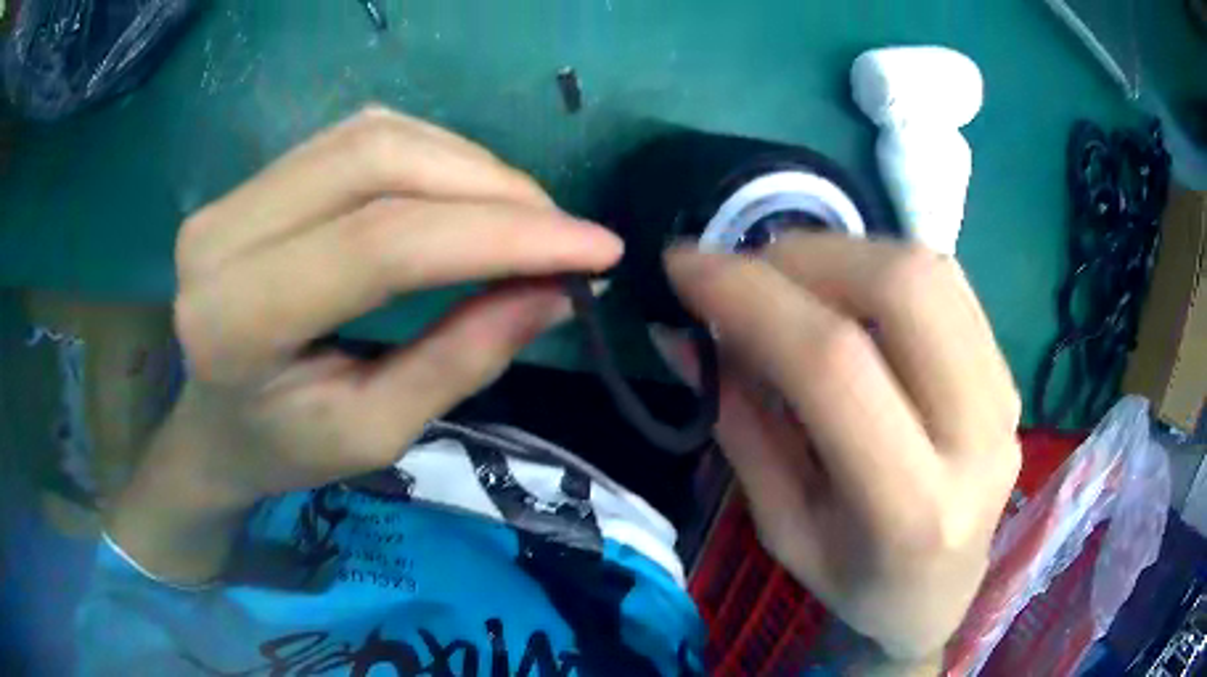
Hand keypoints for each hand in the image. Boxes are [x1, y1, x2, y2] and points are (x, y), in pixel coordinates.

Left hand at [107, 107, 621, 580]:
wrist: (215, 424)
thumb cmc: (285, 448)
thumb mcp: (376, 433)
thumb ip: (461, 357)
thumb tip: (557, 292)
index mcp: (237, 320)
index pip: (383, 243)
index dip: (502, 234)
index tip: (596, 249)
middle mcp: (223, 236)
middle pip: (379, 162)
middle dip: (493, 188)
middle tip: (562, 232)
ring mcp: (232, 195)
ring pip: (375, 135)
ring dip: (468, 166)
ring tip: (522, 217)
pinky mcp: (254, 179)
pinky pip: (359, 136)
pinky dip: (432, 155)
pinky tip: (465, 192)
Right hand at [662, 234, 1020, 666]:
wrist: (941, 595)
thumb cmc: (855, 582)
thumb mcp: (782, 527)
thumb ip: (741, 426)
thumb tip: (684, 335)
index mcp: (912, 508)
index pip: (832, 366)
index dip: (750, 298)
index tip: (684, 267)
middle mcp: (977, 439)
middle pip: (901, 289)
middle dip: (805, 257)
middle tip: (747, 273)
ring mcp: (1004, 397)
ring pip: (929, 270)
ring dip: (843, 253)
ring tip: (792, 282)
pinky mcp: (1010, 373)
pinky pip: (948, 283)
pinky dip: (881, 267)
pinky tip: (848, 297)